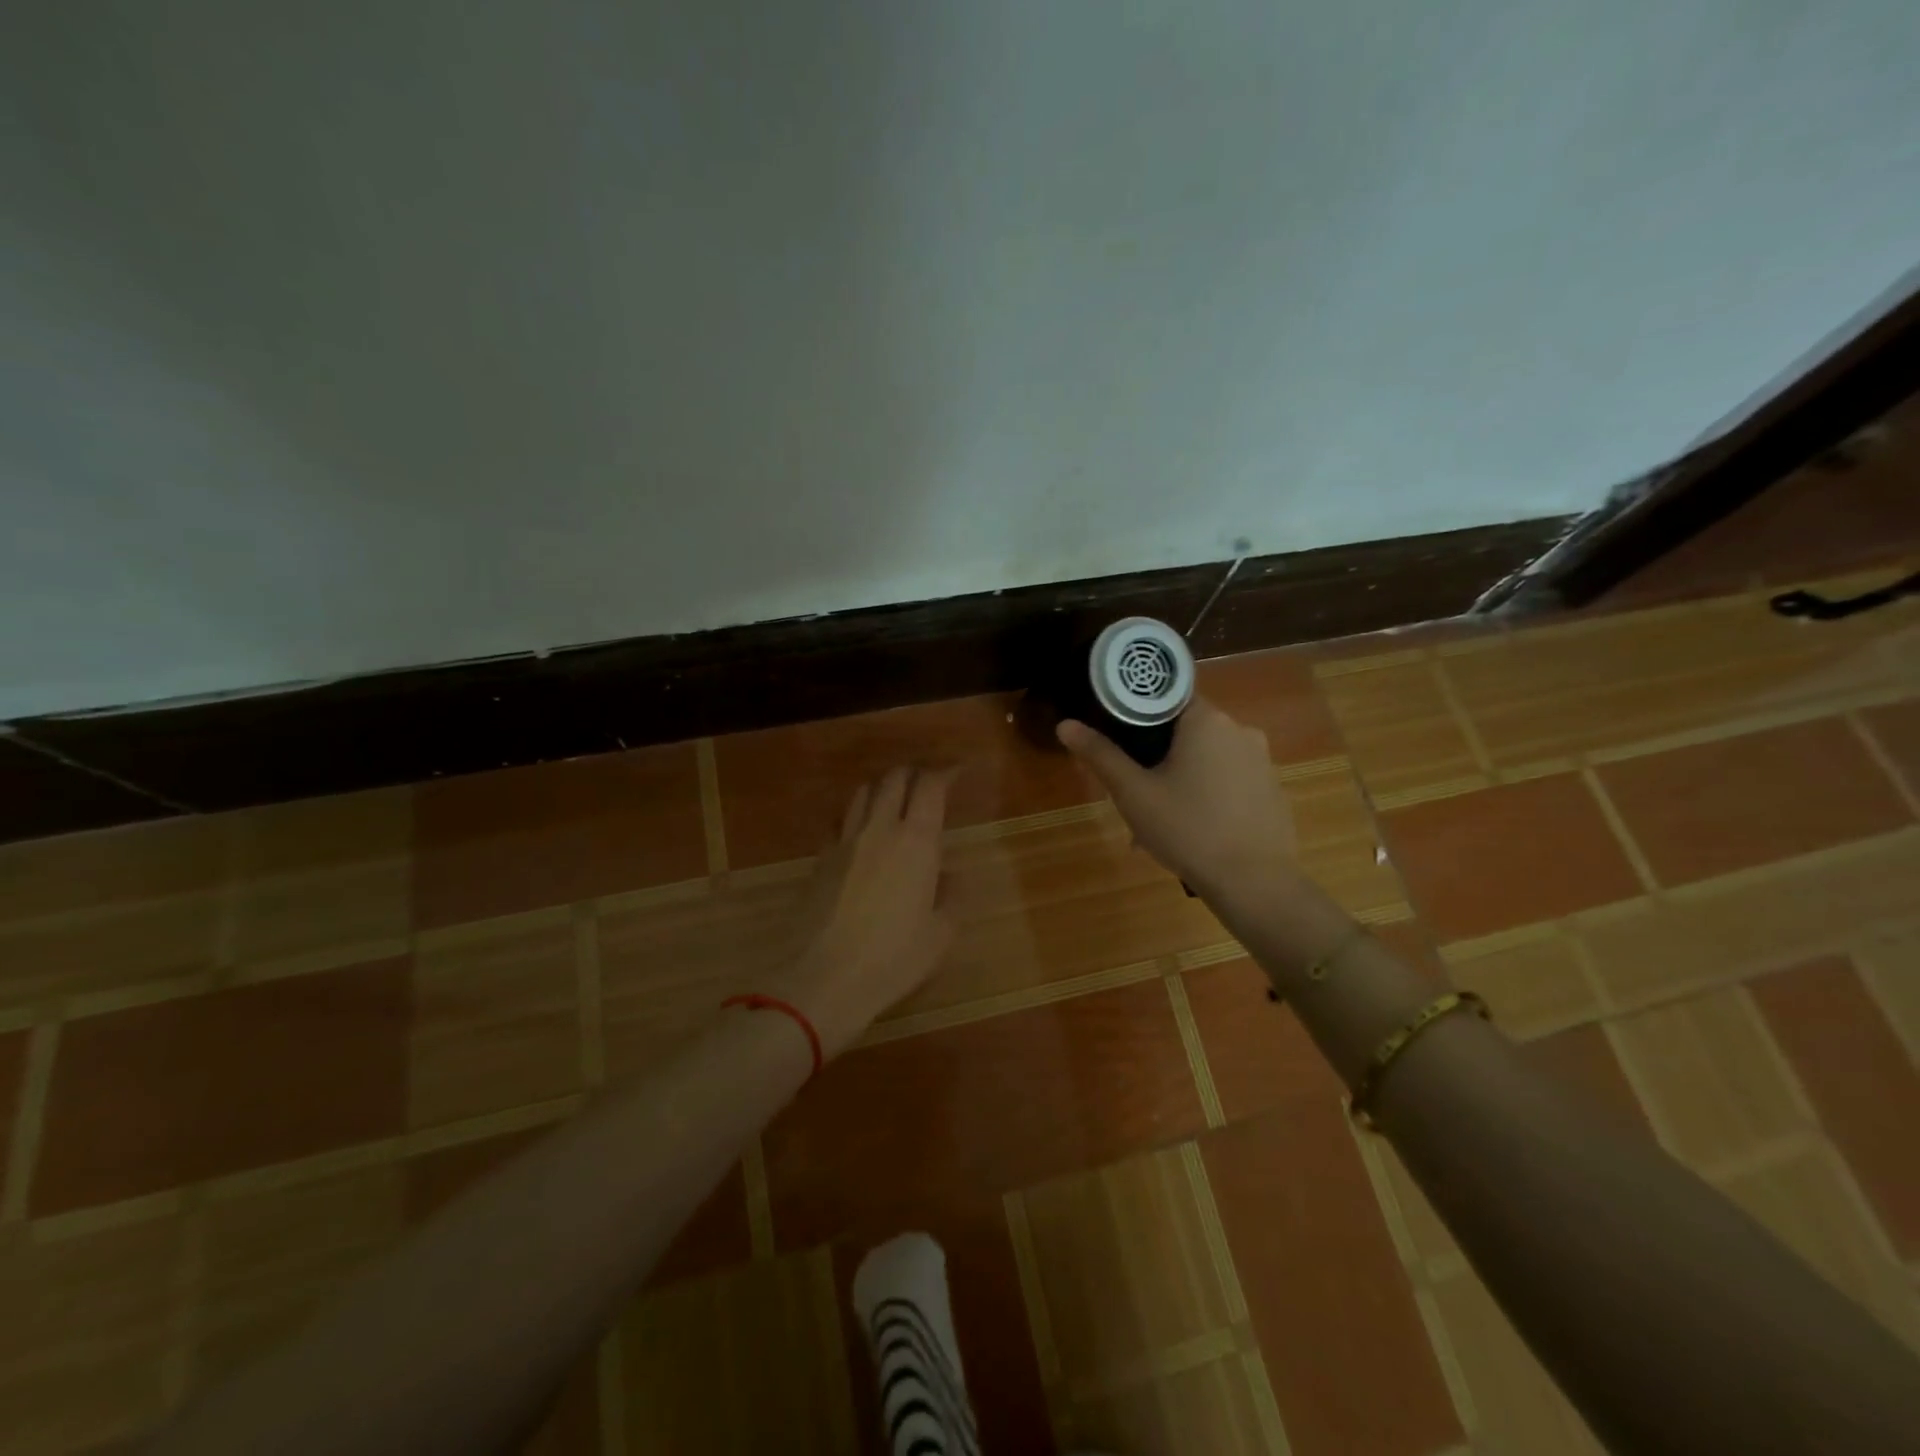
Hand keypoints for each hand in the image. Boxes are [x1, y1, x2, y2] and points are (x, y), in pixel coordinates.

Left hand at [775, 766, 957, 1056]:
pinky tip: (861, 837)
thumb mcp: (939, 936)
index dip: (946, 773)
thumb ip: (951, 898)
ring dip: (882, 789)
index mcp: (916, 841)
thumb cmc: (892, 959)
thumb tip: (950, 876)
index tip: (958, 773)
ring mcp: (844, 841)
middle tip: (927, 787)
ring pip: (863, 793)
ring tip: (893, 804)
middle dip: (913, 774)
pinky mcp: (819, 859)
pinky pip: (840, 822)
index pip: (930, 786)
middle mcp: (879, 829)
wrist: (821, 978)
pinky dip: (855, 817)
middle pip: (894, 779)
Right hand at [1057, 696, 1296, 899]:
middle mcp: (1240, 730)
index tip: (1120, 741)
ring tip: (1157, 823)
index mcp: (1207, 720)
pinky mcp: (1272, 790)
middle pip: (1186, 731)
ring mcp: (1262, 761)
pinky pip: (1229, 782)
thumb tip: (1065, 725)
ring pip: (1207, 760)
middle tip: (1133, 792)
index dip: (1137, 716)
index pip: (1166, 698)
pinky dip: (1207, 797)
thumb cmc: (1187, 829)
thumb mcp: (1133, 793)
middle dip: (1157, 758)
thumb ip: (1100, 755)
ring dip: (1180, 780)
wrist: (1254, 883)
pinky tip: (1191, 832)